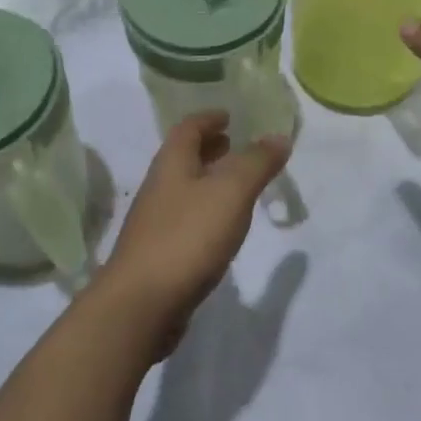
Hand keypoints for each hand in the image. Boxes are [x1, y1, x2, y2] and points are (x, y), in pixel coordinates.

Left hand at [94, 113, 291, 357]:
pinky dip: (205, 211)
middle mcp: (159, 188)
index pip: (188, 128)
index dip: (208, 118)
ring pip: (184, 189)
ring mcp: (155, 223)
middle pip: (183, 158)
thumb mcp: (231, 192)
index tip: (229, 115)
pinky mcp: (158, 255)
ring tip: (235, 185)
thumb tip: (279, 136)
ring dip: (208, 180)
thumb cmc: (187, 237)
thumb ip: (257, 163)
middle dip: (208, 148)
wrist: (141, 305)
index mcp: (172, 164)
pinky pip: (185, 220)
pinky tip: (221, 228)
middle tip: (234, 144)